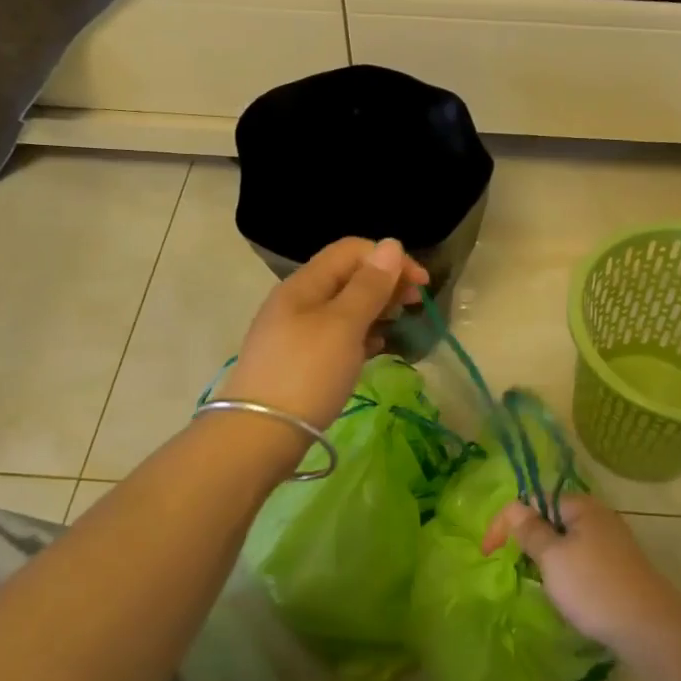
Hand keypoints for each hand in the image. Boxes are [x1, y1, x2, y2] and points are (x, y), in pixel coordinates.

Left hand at [219, 237, 428, 429]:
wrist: (259, 435)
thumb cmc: (307, 373)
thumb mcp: (343, 325)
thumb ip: (369, 285)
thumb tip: (391, 244)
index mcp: (304, 284)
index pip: (351, 250)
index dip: (389, 259)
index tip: (421, 286)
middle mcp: (298, 301)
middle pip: (348, 276)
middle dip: (385, 283)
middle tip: (413, 306)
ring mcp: (296, 332)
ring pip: (344, 307)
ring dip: (375, 309)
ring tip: (396, 327)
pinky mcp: (300, 360)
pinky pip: (337, 335)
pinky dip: (361, 335)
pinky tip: (375, 349)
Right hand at [483, 494, 680, 653]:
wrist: (650, 628)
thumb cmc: (593, 587)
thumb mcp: (552, 558)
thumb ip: (530, 530)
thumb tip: (516, 508)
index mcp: (581, 506)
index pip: (533, 500)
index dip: (506, 522)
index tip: (487, 553)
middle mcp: (599, 516)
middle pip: (551, 518)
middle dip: (529, 539)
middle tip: (518, 568)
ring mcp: (613, 541)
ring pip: (567, 541)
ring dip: (548, 558)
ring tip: (542, 584)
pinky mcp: (620, 566)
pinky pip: (583, 558)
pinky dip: (567, 571)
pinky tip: (568, 594)